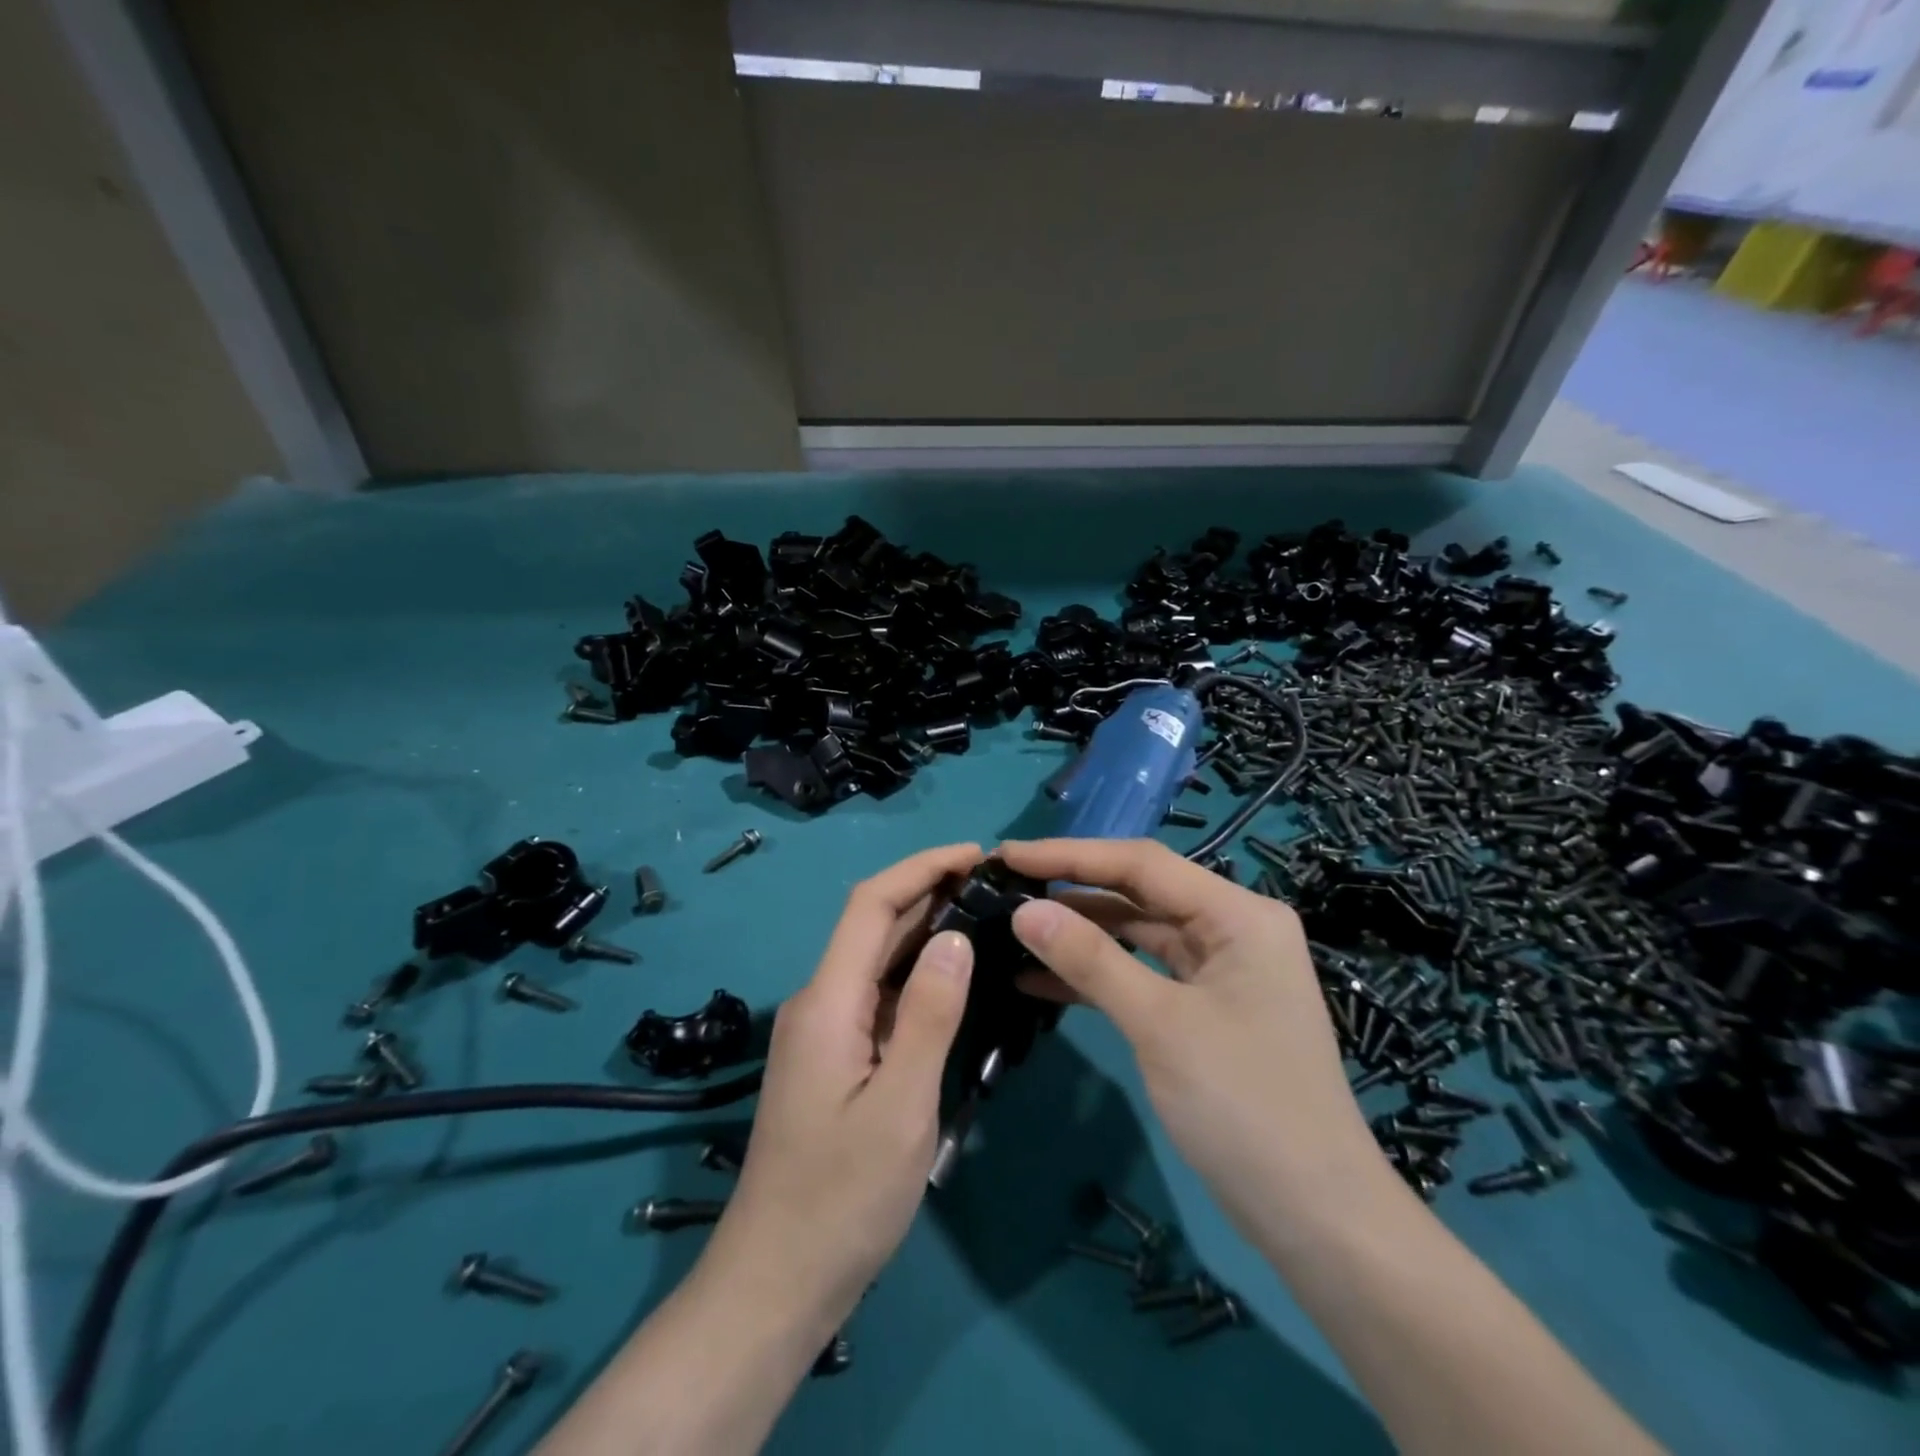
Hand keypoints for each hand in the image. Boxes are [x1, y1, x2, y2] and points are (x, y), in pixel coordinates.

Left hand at [703, 842, 983, 1330]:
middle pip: (873, 925)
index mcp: (828, 1001)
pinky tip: (955, 979)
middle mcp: (819, 1001)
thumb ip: (929, 1016)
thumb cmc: (842, 1198)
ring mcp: (824, 1030)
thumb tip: (954, 936)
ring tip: (986, 916)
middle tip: (995, 885)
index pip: (871, 905)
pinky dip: (917, 974)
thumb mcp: (901, 1107)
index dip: (921, 868)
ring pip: (876, 960)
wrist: (777, 1281)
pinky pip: (878, 996)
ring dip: (925, 930)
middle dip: (929, 891)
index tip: (976, 853)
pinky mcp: (834, 1057)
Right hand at [1000, 838, 1384, 1239]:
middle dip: (1072, 891)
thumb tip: (1023, 911)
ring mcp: (1220, 970)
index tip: (1008, 856)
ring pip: (1138, 933)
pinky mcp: (1206, 1008)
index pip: (1142, 864)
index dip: (1070, 855)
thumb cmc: (1245, 1107)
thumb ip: (1090, 959)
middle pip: (1140, 893)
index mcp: (1238, 914)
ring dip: (1080, 934)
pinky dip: (1098, 976)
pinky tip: (1039, 979)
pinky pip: (1143, 974)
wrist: (1316, 1219)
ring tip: (1014, 929)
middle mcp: (1232, 928)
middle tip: (1006, 888)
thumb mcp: (1160, 1025)